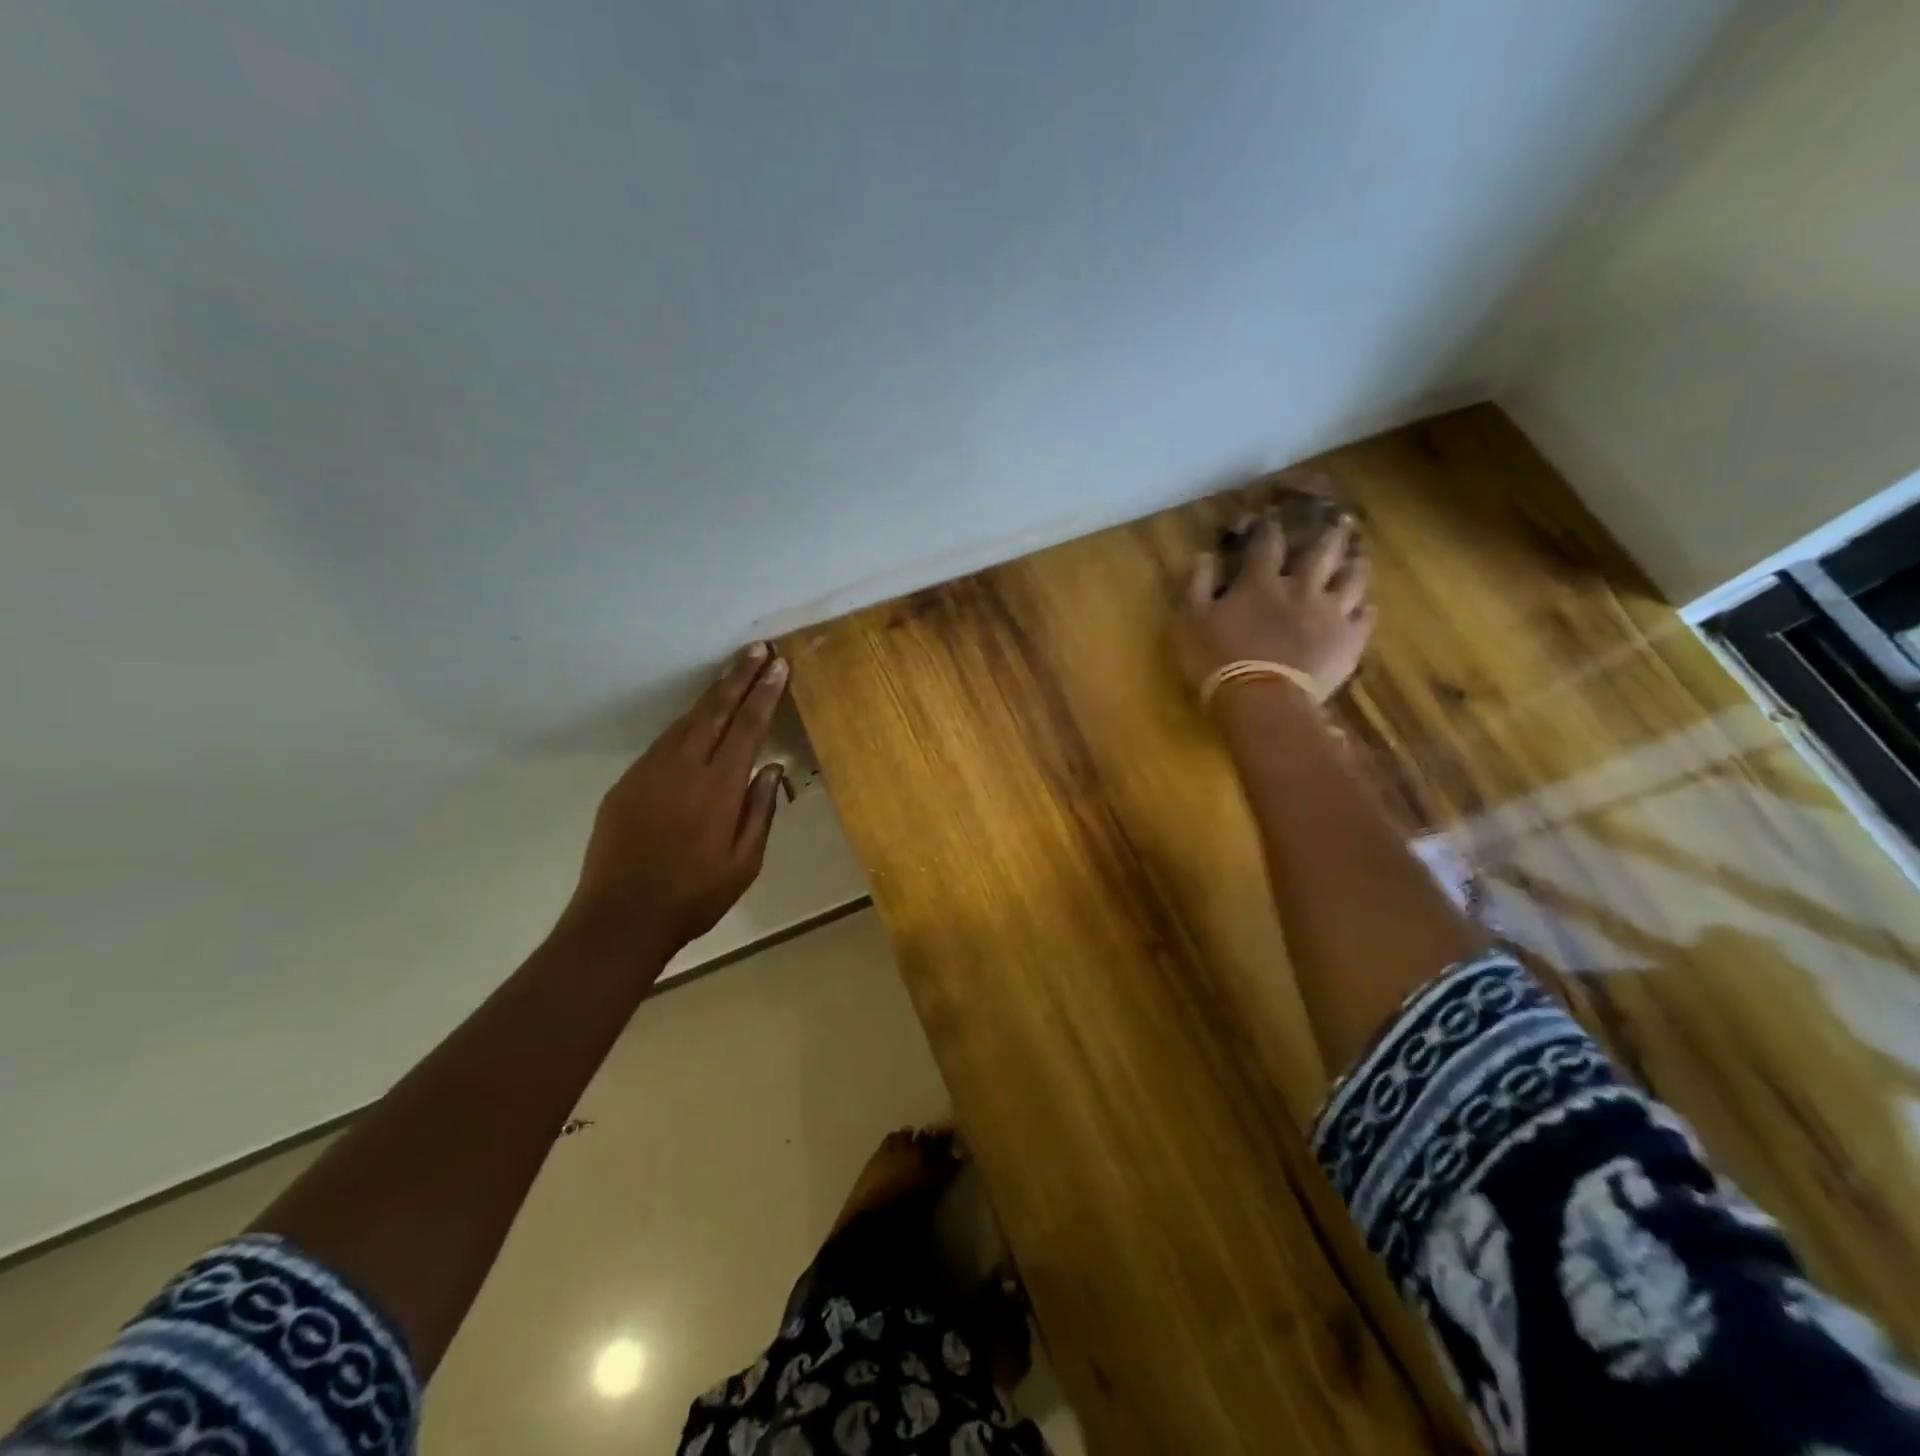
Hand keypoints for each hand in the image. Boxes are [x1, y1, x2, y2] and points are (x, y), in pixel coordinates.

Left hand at [562, 643, 789, 957]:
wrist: (620, 917)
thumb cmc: (694, 896)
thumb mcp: (744, 863)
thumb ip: (760, 811)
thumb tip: (770, 768)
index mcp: (718, 788)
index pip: (747, 727)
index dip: (763, 694)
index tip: (778, 666)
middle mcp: (684, 768)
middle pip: (714, 711)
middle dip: (738, 677)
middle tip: (757, 650)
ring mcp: (650, 771)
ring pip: (686, 721)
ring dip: (712, 695)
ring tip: (732, 673)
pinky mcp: (628, 782)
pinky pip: (664, 741)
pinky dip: (686, 722)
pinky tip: (697, 720)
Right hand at [1173, 515, 1375, 698]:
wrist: (1261, 699)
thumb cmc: (1217, 660)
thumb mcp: (1190, 622)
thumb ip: (1198, 586)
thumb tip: (1205, 555)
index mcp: (1260, 582)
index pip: (1267, 544)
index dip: (1270, 529)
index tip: (1272, 519)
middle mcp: (1300, 588)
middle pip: (1321, 553)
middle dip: (1328, 536)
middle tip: (1338, 523)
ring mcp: (1330, 613)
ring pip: (1352, 580)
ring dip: (1355, 568)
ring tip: (1358, 561)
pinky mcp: (1348, 640)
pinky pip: (1365, 619)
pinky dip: (1365, 611)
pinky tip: (1366, 610)